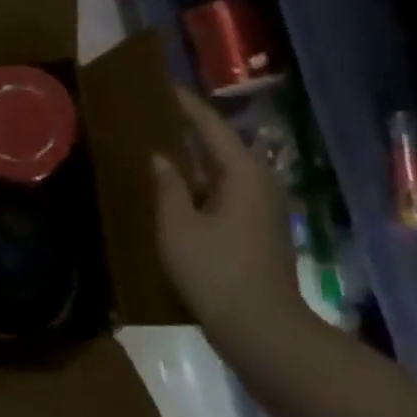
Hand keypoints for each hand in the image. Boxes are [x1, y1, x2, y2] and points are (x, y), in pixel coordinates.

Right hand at [152, 84, 302, 336]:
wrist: (261, 329)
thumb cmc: (216, 272)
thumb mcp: (178, 226)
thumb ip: (167, 186)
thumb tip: (160, 158)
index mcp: (243, 173)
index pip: (211, 126)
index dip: (185, 105)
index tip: (162, 86)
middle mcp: (260, 182)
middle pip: (220, 146)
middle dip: (188, 131)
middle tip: (153, 116)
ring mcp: (263, 208)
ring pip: (222, 172)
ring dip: (193, 161)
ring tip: (158, 148)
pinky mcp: (258, 230)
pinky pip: (225, 193)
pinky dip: (201, 186)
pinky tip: (176, 191)